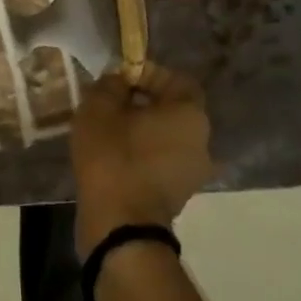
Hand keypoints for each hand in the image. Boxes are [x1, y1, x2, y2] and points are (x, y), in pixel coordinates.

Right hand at [71, 62, 212, 258]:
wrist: (119, 227)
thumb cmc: (114, 156)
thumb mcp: (100, 107)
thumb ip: (111, 84)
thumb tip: (119, 82)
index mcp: (190, 114)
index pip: (176, 79)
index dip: (148, 73)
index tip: (119, 80)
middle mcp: (201, 141)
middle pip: (172, 109)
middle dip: (142, 102)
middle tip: (110, 103)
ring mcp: (192, 173)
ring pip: (165, 137)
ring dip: (140, 130)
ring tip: (107, 131)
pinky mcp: (178, 196)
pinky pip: (160, 162)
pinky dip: (141, 155)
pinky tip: (112, 156)